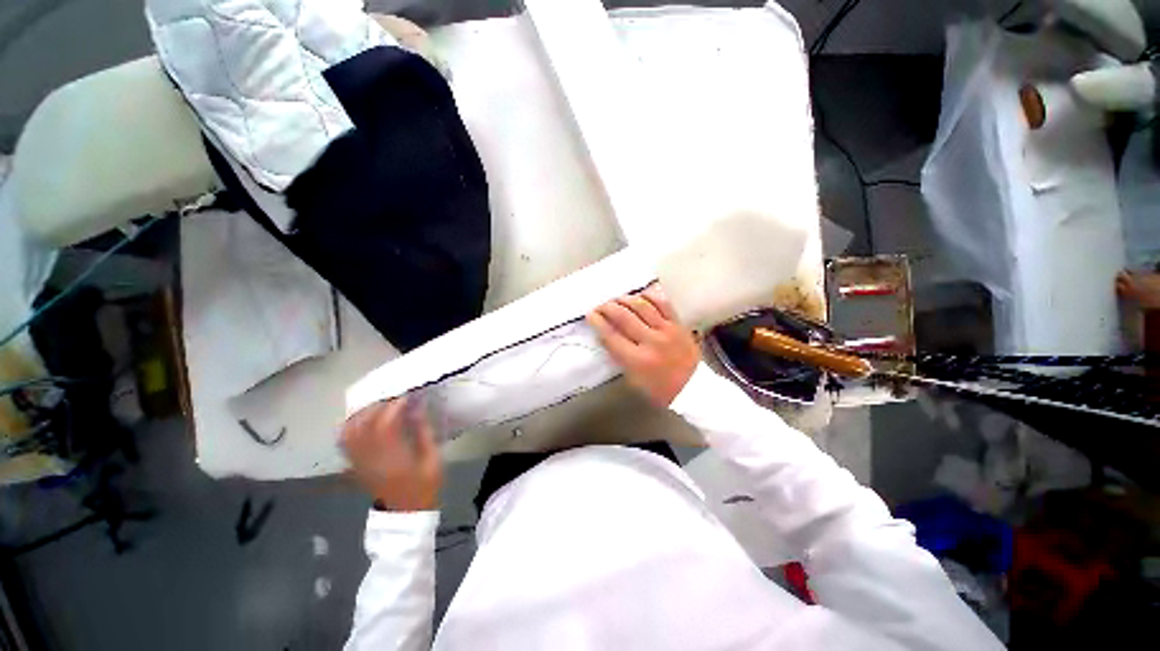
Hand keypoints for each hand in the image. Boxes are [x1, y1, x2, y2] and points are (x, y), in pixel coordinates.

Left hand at [340, 397, 441, 511]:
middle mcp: (370, 457)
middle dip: (378, 403)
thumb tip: (417, 405)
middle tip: (394, 393)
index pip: (386, 424)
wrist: (406, 512)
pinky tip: (361, 416)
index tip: (408, 393)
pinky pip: (344, 440)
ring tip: (378, 401)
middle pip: (364, 424)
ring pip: (350, 430)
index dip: (395, 405)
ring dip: (362, 412)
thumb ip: (423, 431)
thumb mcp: (432, 458)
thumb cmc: (424, 484)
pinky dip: (349, 424)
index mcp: (393, 457)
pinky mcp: (354, 464)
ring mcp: (358, 461)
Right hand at [587, 284, 700, 406]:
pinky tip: (640, 295)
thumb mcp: (633, 380)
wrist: (694, 388)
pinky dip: (649, 296)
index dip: (598, 322)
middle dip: (608, 308)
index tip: (590, 314)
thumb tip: (605, 336)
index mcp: (637, 360)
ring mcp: (667, 330)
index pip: (611, 336)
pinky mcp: (679, 324)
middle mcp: (651, 342)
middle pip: (624, 317)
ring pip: (642, 306)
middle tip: (600, 305)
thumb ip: (619, 356)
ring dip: (625, 300)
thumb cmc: (660, 389)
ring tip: (617, 299)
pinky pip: (663, 304)